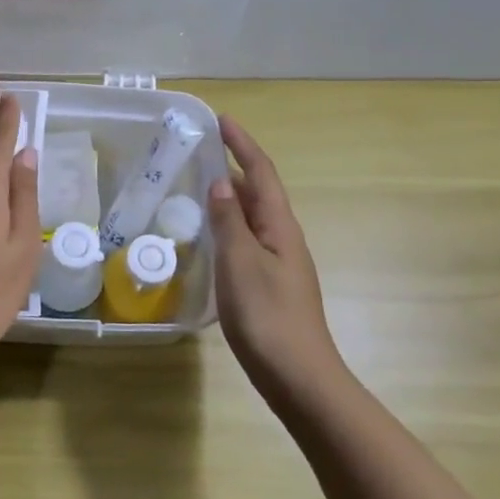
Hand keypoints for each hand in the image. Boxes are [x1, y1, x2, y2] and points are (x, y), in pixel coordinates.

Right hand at [208, 115, 342, 385]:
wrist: (300, 378)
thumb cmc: (268, 316)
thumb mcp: (240, 263)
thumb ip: (229, 220)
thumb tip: (220, 181)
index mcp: (280, 227)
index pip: (261, 173)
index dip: (242, 145)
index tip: (221, 120)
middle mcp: (283, 239)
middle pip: (260, 192)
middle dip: (235, 166)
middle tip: (201, 151)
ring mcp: (279, 263)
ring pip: (253, 217)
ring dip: (230, 196)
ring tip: (199, 185)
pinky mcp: (270, 285)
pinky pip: (247, 240)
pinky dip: (228, 226)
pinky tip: (209, 237)